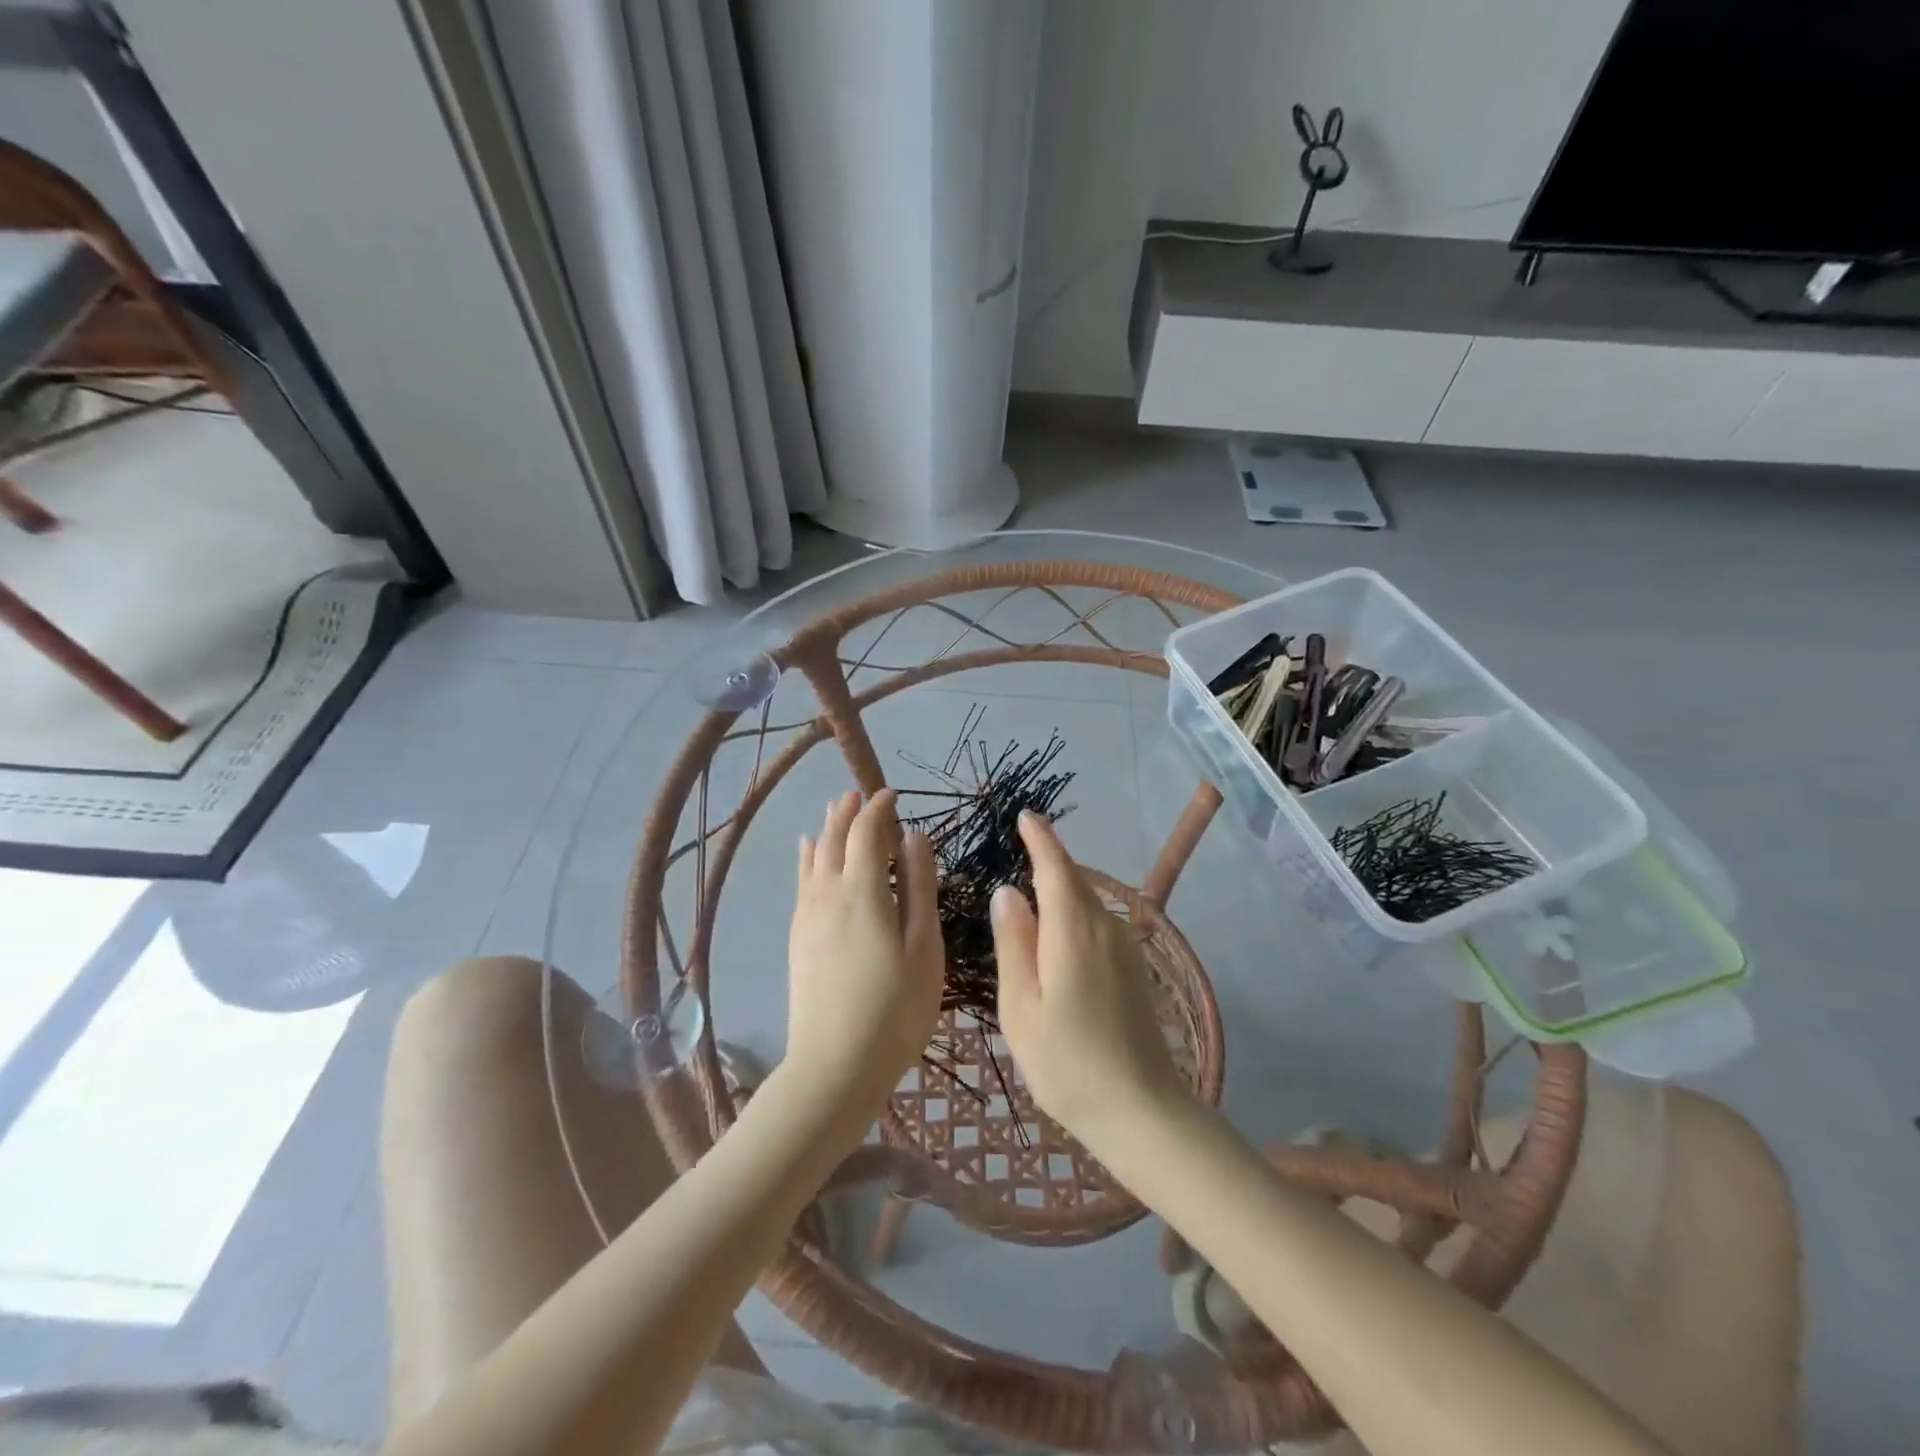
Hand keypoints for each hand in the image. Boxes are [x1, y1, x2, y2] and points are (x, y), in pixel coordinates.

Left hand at [786, 790, 943, 1124]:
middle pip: (834, 839)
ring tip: (836, 809)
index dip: (879, 809)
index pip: (867, 833)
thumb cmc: (894, 1009)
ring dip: (826, 829)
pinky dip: (806, 857)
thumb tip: (914, 837)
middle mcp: (828, 894)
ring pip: (813, 857)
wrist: (834, 1067)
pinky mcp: (798, 937)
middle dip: (848, 812)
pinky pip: (801, 881)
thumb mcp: (924, 948)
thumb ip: (920, 888)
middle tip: (861, 794)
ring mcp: (807, 916)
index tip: (892, 795)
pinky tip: (807, 852)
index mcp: (863, 892)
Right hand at [991, 813, 1186, 1152]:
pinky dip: (1074, 915)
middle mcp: (1104, 928)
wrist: (1141, 1111)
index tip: (1026, 816)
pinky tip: (1056, 938)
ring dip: (1061, 891)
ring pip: (1087, 904)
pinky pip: (1097, 925)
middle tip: (1017, 852)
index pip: (1055, 867)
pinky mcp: (1133, 970)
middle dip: (1048, 861)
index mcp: (1073, 930)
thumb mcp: (1021, 1006)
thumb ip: (1014, 943)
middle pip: (1074, 881)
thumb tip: (1008, 892)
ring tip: (1030, 896)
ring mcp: (1124, 949)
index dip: (1040, 838)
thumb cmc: (1067, 1062)